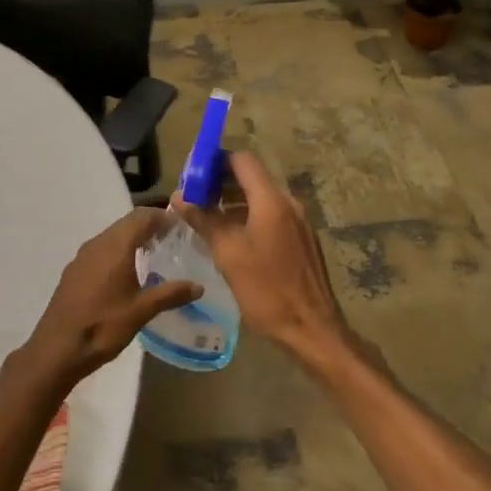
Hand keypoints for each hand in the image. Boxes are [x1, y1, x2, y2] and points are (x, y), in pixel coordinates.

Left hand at [22, 208, 201, 387]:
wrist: (56, 350)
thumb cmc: (102, 326)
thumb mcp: (142, 311)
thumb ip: (171, 294)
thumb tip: (198, 286)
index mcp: (115, 246)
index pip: (142, 216)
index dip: (162, 217)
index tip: (181, 226)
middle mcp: (97, 244)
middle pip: (127, 223)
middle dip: (150, 226)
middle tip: (172, 240)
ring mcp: (82, 257)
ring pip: (112, 236)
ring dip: (133, 238)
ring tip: (153, 255)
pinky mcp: (74, 271)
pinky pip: (101, 250)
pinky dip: (118, 251)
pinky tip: (127, 274)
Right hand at [175, 150, 348, 366]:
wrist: (311, 329)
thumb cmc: (266, 290)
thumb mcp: (228, 254)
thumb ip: (204, 219)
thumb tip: (179, 195)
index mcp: (272, 200)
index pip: (242, 160)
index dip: (215, 161)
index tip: (192, 176)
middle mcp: (289, 203)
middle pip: (252, 177)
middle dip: (221, 183)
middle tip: (194, 199)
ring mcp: (299, 222)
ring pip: (261, 198)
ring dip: (234, 202)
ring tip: (207, 220)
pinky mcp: (302, 240)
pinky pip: (272, 216)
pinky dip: (249, 218)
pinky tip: (232, 240)